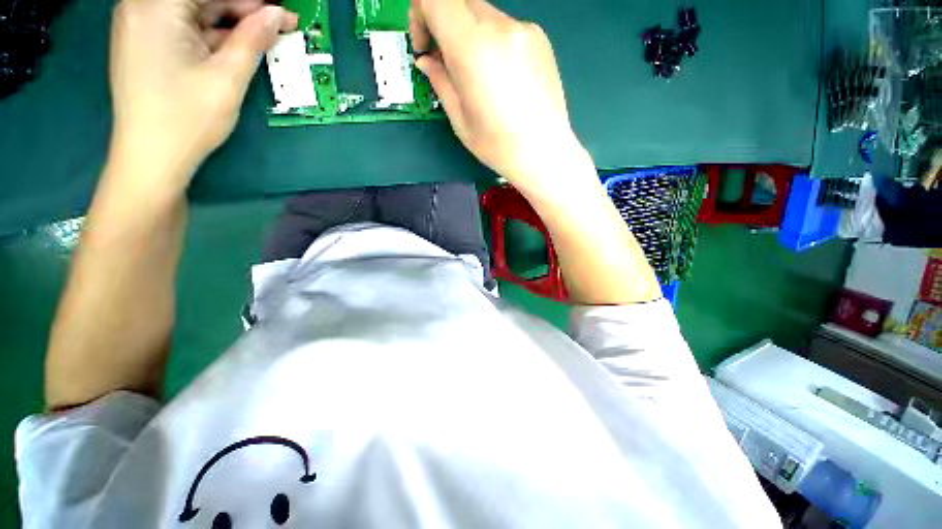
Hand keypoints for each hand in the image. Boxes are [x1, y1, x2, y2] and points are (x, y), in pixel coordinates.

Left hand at [109, 0, 296, 189]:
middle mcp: (142, 7)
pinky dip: (212, 36)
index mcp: (156, 6)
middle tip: (278, 24)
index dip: (250, 0)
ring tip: (263, 39)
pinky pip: (184, 29)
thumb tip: (276, 14)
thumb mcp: (228, 77)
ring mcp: (140, 27)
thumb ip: (252, 39)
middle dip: (241, 10)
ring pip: (195, 14)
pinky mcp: (145, 45)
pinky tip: (237, 48)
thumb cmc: (188, 118)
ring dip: (230, 25)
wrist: (151, 159)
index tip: (280, 12)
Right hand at [410, 0, 584, 191]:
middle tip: (446, 62)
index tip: (424, 46)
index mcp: (473, 48)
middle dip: (444, 25)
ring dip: (470, 36)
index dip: (420, 13)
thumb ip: (440, 81)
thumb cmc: (498, 146)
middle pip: (460, 2)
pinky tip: (502, 78)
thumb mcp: (460, 119)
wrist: (544, 153)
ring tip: (477, 76)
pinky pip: (506, 29)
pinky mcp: (540, 38)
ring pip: (484, 15)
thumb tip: (426, 60)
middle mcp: (500, 27)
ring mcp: (524, 29)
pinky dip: (493, 43)